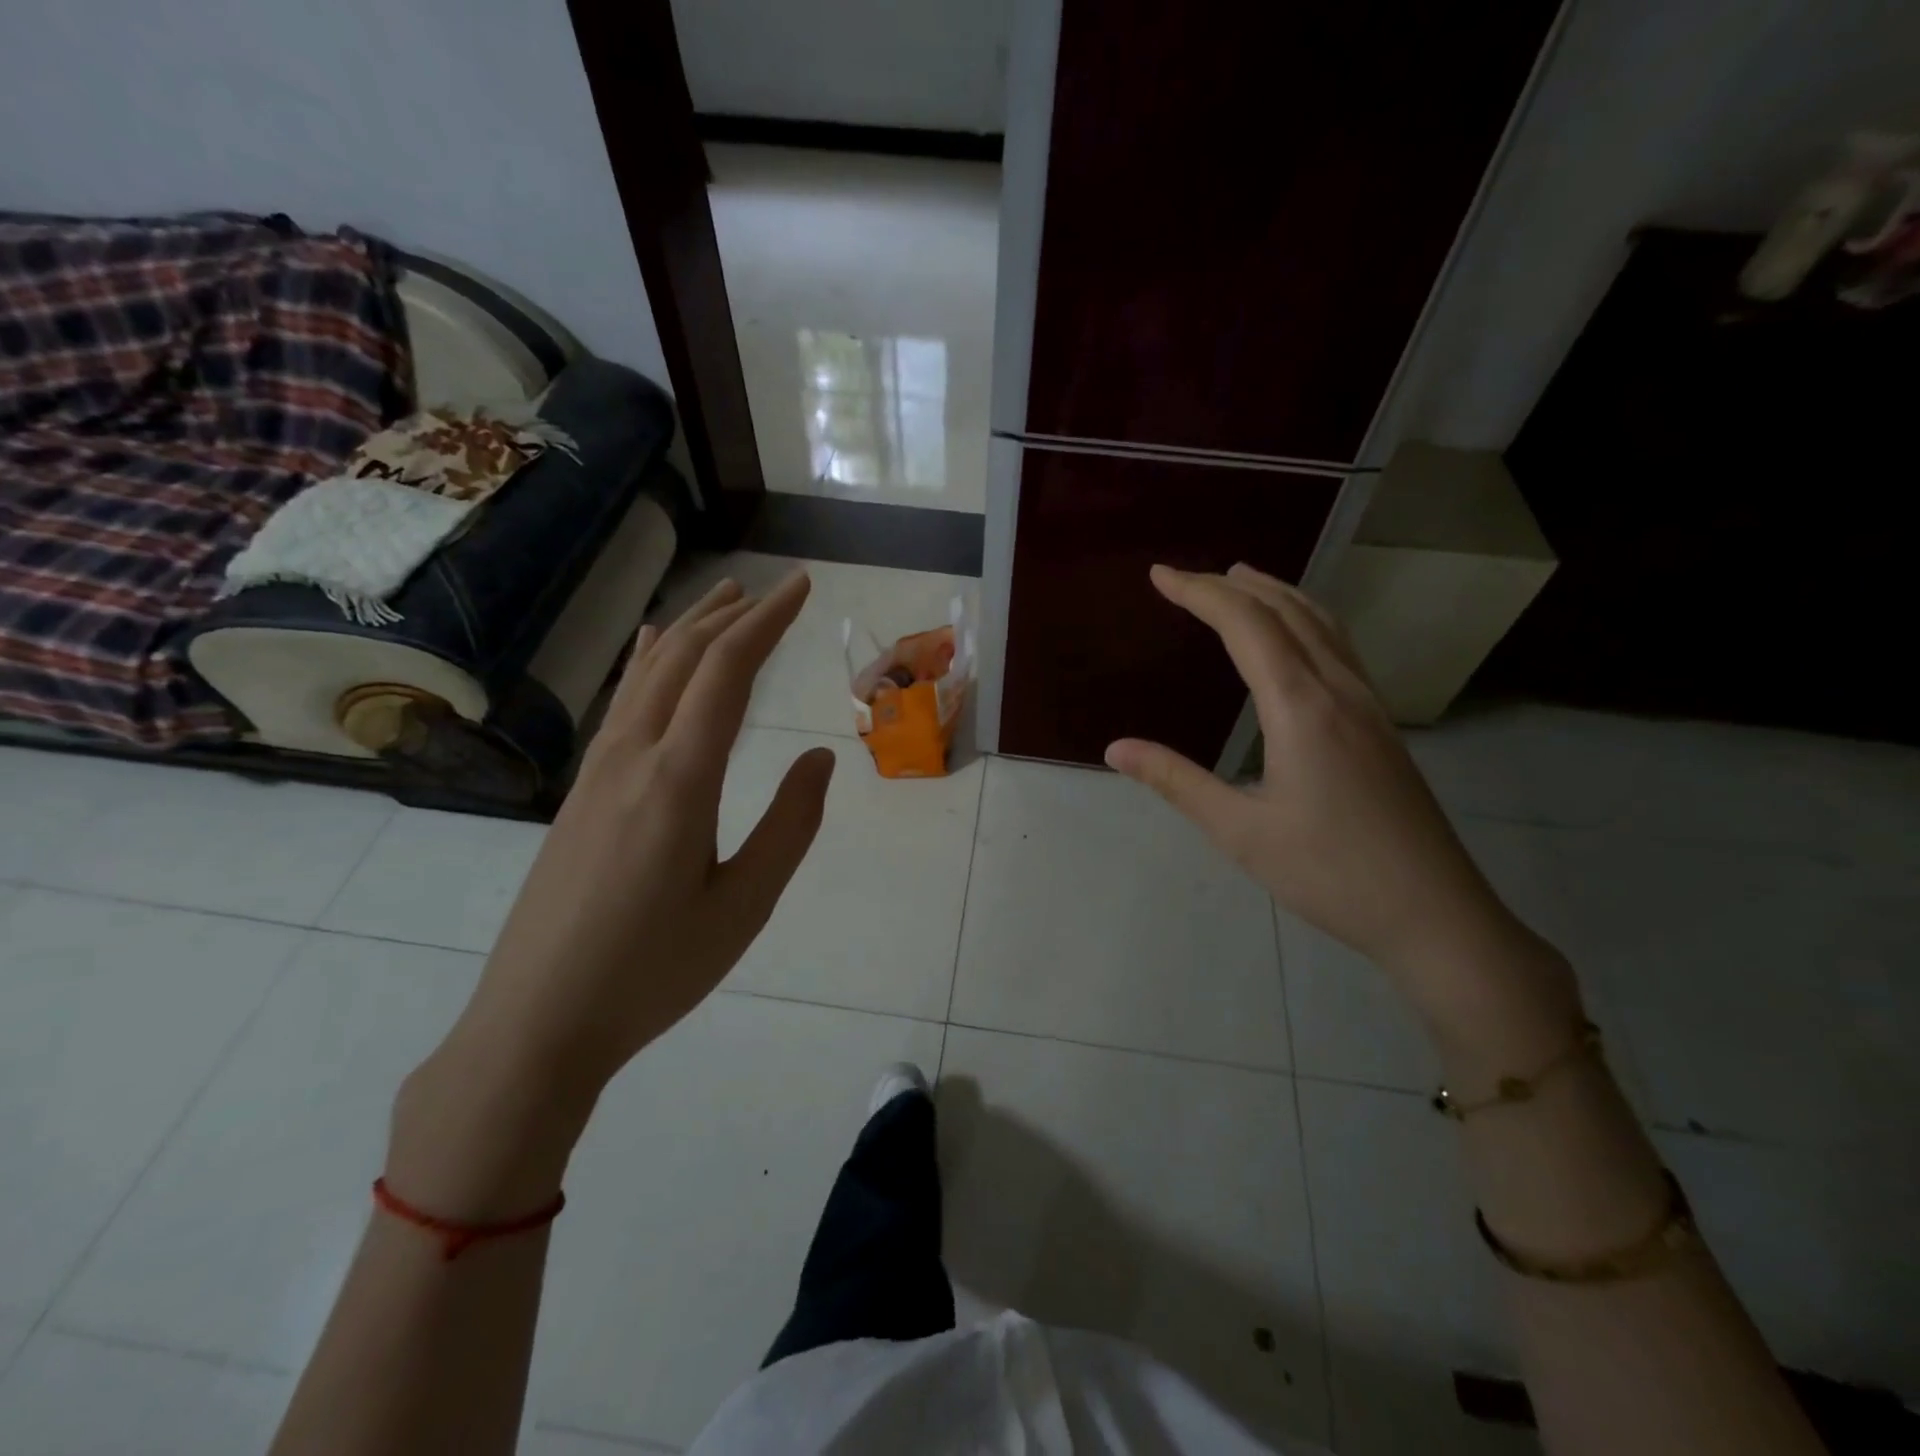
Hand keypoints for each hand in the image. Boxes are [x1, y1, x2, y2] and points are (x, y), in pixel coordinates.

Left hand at [453, 569, 833, 1088]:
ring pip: (647, 676)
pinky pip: (622, 706)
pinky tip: (648, 651)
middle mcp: (632, 758)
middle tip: (774, 589)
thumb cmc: (653, 971)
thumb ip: (790, 825)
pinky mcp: (579, 795)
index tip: (801, 587)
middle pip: (683, 659)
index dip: (768, 621)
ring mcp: (596, 773)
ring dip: (690, 631)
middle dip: (732, 615)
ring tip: (723, 601)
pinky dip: (647, 664)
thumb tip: (821, 758)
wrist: (536, 1024)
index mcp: (679, 780)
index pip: (727, 672)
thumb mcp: (744, 905)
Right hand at [1106, 564, 1542, 1012]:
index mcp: (1301, 707)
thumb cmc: (1330, 874)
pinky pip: (1339, 647)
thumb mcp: (1240, 832)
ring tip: (1241, 581)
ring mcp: (1369, 704)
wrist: (1435, 914)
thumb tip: (1115, 748)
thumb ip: (1176, 782)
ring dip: (1276, 594)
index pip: (1246, 625)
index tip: (1159, 575)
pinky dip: (1305, 620)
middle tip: (1186, 577)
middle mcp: (1339, 690)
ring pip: (1322, 624)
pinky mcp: (1381, 724)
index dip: (1199, 593)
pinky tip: (1295, 638)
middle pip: (1286, 611)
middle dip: (1232, 586)